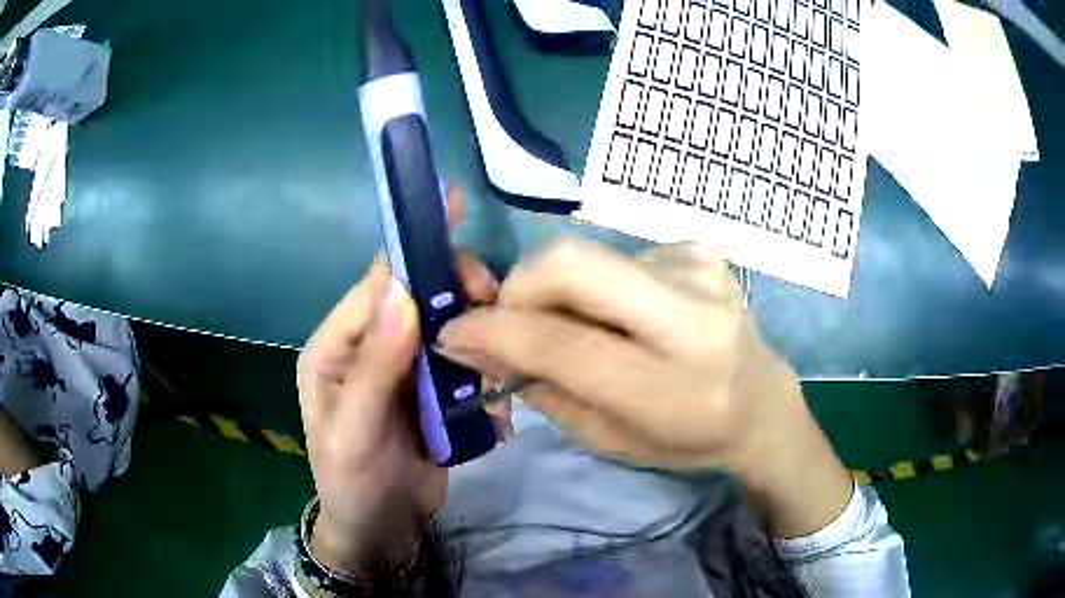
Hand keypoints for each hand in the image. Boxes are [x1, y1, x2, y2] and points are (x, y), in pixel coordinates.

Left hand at [296, 186, 499, 572]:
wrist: (381, 530)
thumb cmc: (353, 484)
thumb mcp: (355, 433)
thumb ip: (375, 366)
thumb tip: (402, 291)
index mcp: (336, 347)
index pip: (376, 283)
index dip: (412, 249)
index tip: (453, 212)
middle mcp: (370, 346)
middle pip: (417, 294)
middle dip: (457, 289)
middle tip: (494, 305)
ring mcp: (404, 367)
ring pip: (447, 324)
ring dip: (478, 330)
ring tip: (498, 364)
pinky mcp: (433, 390)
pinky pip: (464, 359)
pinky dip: (485, 368)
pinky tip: (498, 396)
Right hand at [436, 239, 851, 536]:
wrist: (761, 401)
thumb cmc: (687, 437)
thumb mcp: (610, 439)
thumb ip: (545, 390)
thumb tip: (483, 344)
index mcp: (670, 384)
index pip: (562, 342)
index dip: (495, 330)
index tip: (455, 332)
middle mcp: (690, 316)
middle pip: (570, 263)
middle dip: (518, 287)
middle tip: (508, 318)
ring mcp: (698, 269)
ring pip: (587, 255)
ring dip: (558, 290)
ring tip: (574, 326)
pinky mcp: (698, 249)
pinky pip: (617, 256)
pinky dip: (598, 285)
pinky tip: (622, 314)